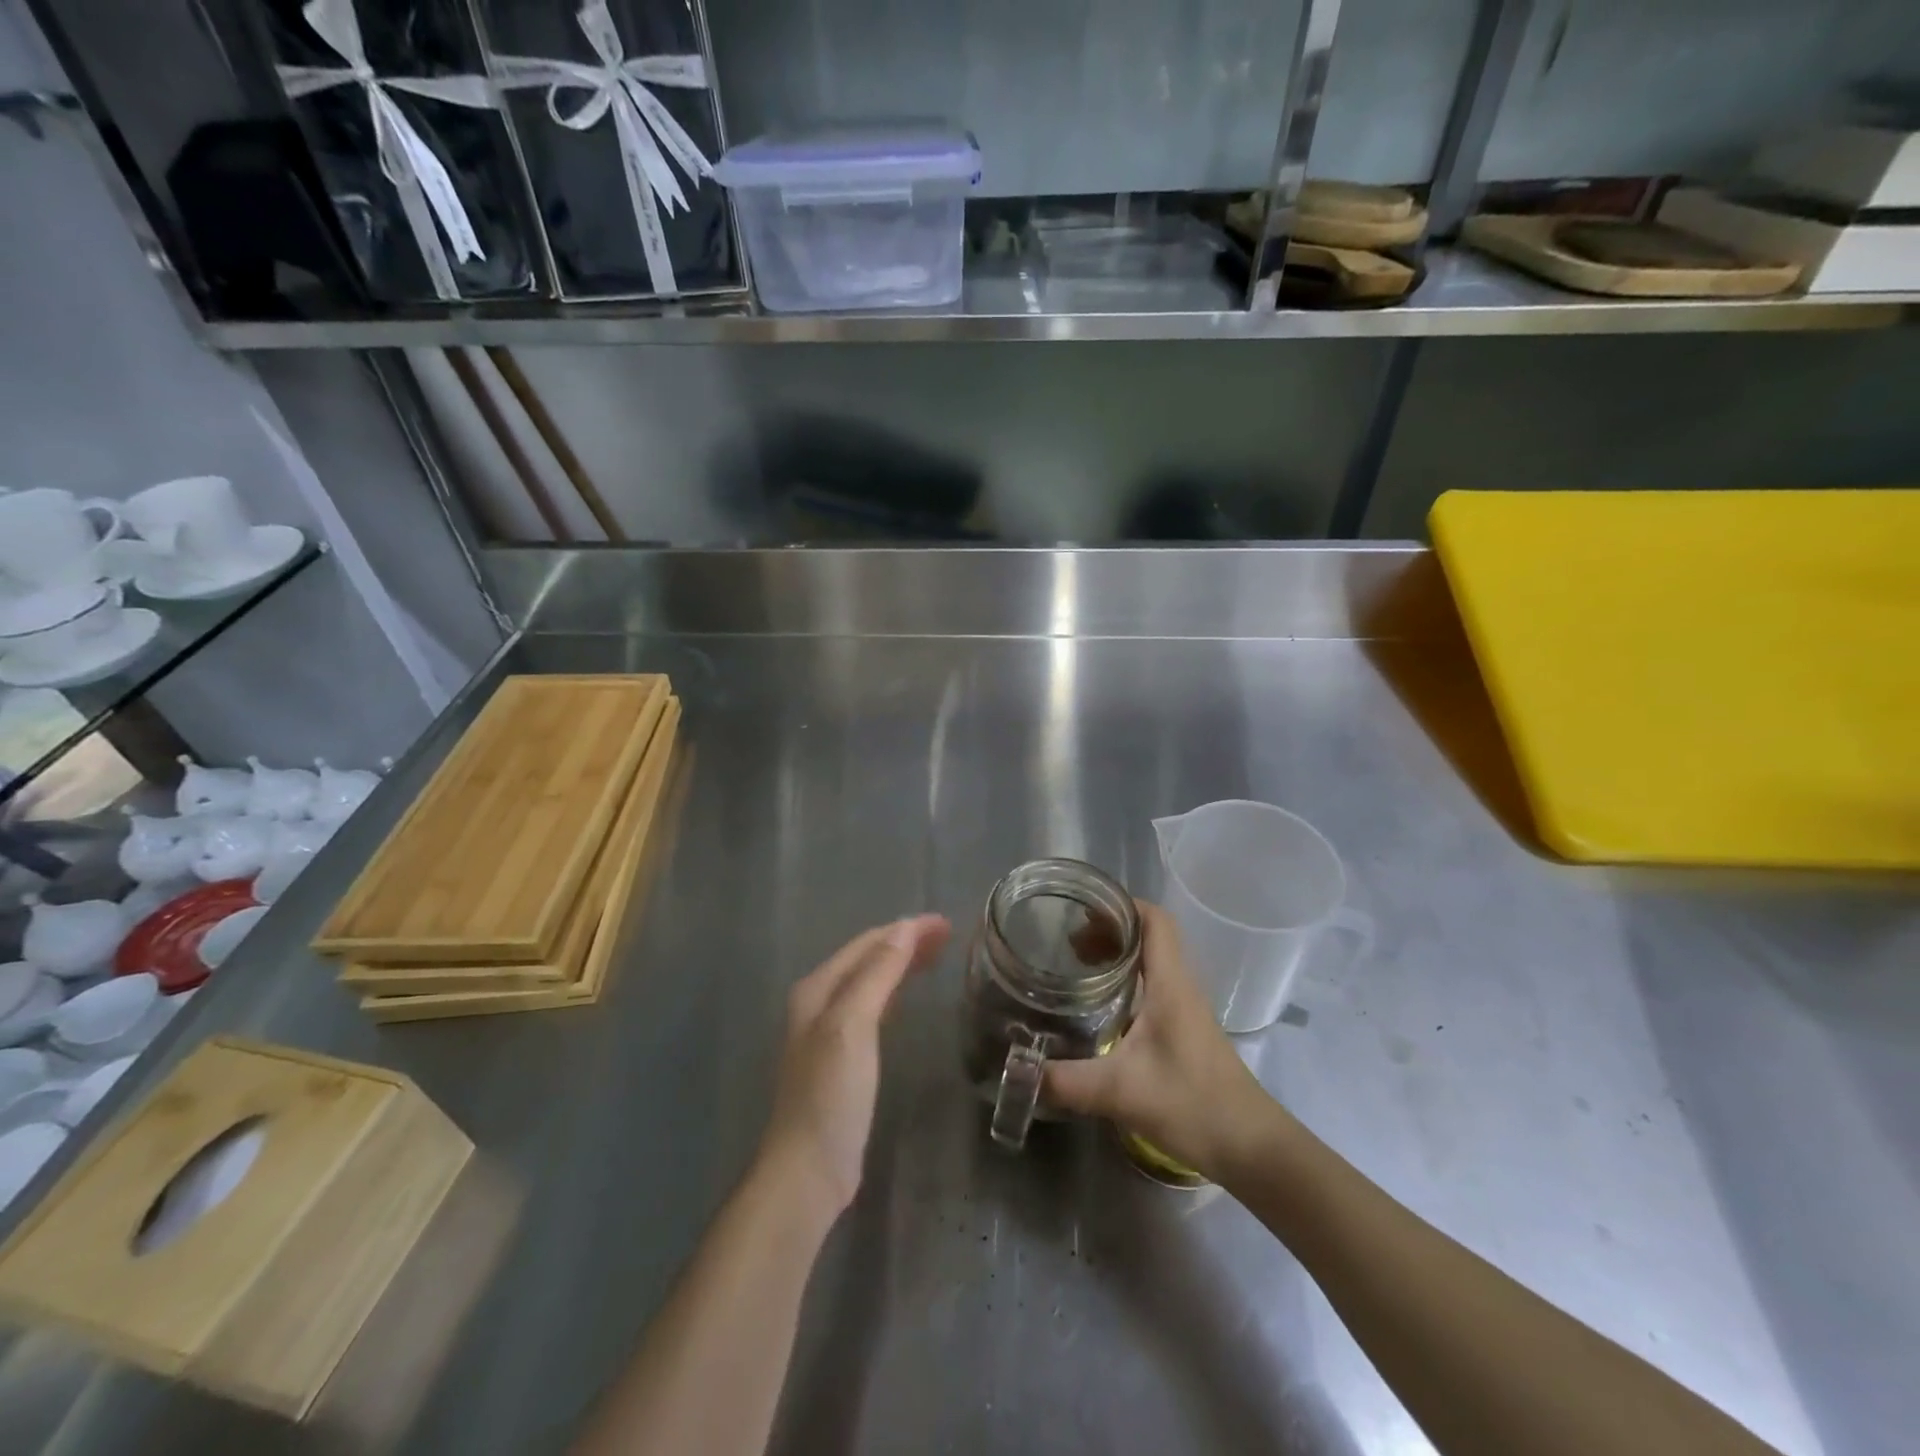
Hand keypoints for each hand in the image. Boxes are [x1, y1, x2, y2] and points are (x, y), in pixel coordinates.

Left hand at [758, 914, 951, 1216]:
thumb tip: (905, 928)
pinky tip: (907, 997)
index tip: (945, 923)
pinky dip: (894, 992)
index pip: (867, 943)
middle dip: (905, 942)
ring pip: (871, 982)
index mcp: (818, 989)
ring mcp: (829, 1032)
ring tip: (936, 956)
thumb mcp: (853, 1025)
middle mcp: (819, 1003)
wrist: (808, 1170)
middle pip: (868, 959)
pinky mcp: (842, 1059)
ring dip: (901, 964)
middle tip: (948, 936)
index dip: (906, 930)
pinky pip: (873, 1008)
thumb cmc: (831, 1093)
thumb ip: (877, 974)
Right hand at [1043, 901, 1270, 1178]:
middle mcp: (1180, 987)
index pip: (1154, 920)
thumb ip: (1066, 1081)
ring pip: (1150, 962)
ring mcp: (1184, 1009)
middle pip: (1148, 936)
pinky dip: (1124, 982)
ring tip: (1076, 967)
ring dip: (1116, 955)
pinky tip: (1099, 1007)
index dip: (1120, 906)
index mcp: (1170, 984)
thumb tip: (1017, 1070)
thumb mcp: (1121, 1092)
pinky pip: (1152, 987)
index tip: (1081, 910)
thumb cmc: (1193, 1105)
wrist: (1251, 1148)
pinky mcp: (1183, 1031)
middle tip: (1066, 944)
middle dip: (1108, 930)